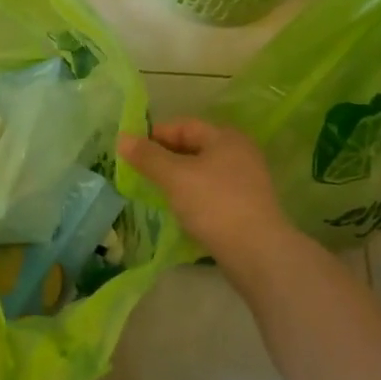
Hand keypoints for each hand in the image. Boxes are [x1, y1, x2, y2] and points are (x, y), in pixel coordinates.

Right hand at [118, 119, 299, 272]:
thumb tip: (122, 138)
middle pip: (194, 148)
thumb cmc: (214, 204)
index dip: (155, 135)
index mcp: (225, 137)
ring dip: (178, 179)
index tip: (131, 152)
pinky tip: (179, 211)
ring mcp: (247, 181)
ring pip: (202, 172)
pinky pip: (212, 193)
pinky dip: (193, 196)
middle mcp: (240, 153)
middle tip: (139, 173)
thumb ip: (147, 156)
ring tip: (155, 193)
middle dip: (165, 159)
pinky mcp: (247, 207)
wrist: (258, 253)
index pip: (183, 126)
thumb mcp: (174, 176)